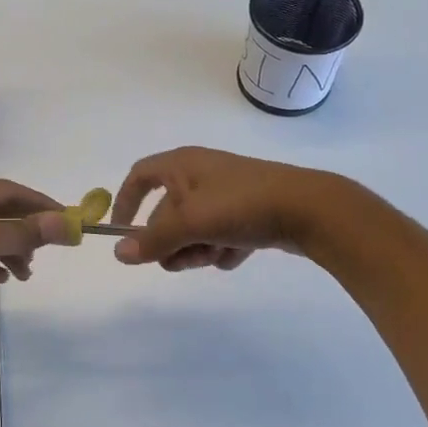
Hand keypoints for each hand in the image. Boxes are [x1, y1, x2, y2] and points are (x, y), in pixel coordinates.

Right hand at [110, 147, 339, 271]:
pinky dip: (223, 248)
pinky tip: (236, 254)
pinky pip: (221, 234)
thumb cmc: (241, 205)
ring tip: (214, 256)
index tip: (121, 233)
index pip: (139, 176)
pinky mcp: (249, 212)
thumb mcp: (190, 223)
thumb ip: (152, 240)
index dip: (125, 202)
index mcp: (182, 165)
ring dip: (196, 249)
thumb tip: (117, 253)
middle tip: (180, 261)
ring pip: (194, 228)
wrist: (309, 210)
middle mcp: (201, 175)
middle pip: (167, 212)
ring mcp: (227, 193)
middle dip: (170, 241)